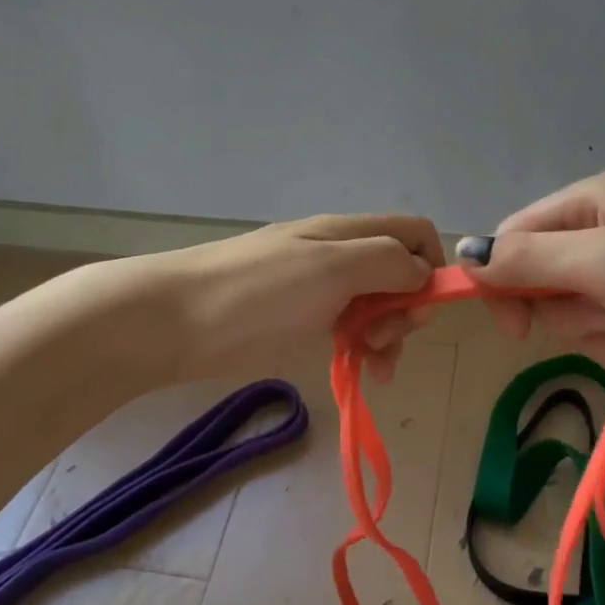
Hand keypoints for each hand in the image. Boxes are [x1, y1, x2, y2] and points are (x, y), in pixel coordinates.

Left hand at [154, 213, 443, 382]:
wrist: (172, 321)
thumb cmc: (257, 293)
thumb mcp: (331, 267)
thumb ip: (386, 261)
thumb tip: (422, 272)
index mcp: (347, 233)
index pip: (413, 232)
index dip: (432, 265)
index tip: (424, 307)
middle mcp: (337, 255)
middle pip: (398, 273)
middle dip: (406, 308)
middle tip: (386, 339)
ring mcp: (316, 289)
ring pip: (374, 306)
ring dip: (388, 335)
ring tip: (375, 366)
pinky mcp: (297, 322)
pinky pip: (345, 329)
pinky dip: (362, 349)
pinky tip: (362, 372)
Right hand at [457, 171, 604, 375]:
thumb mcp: (603, 263)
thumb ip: (528, 260)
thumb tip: (462, 254)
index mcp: (586, 201)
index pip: (511, 239)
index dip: (503, 283)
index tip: (517, 328)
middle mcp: (599, 228)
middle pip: (540, 282)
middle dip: (571, 314)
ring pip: (572, 313)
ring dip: (600, 334)